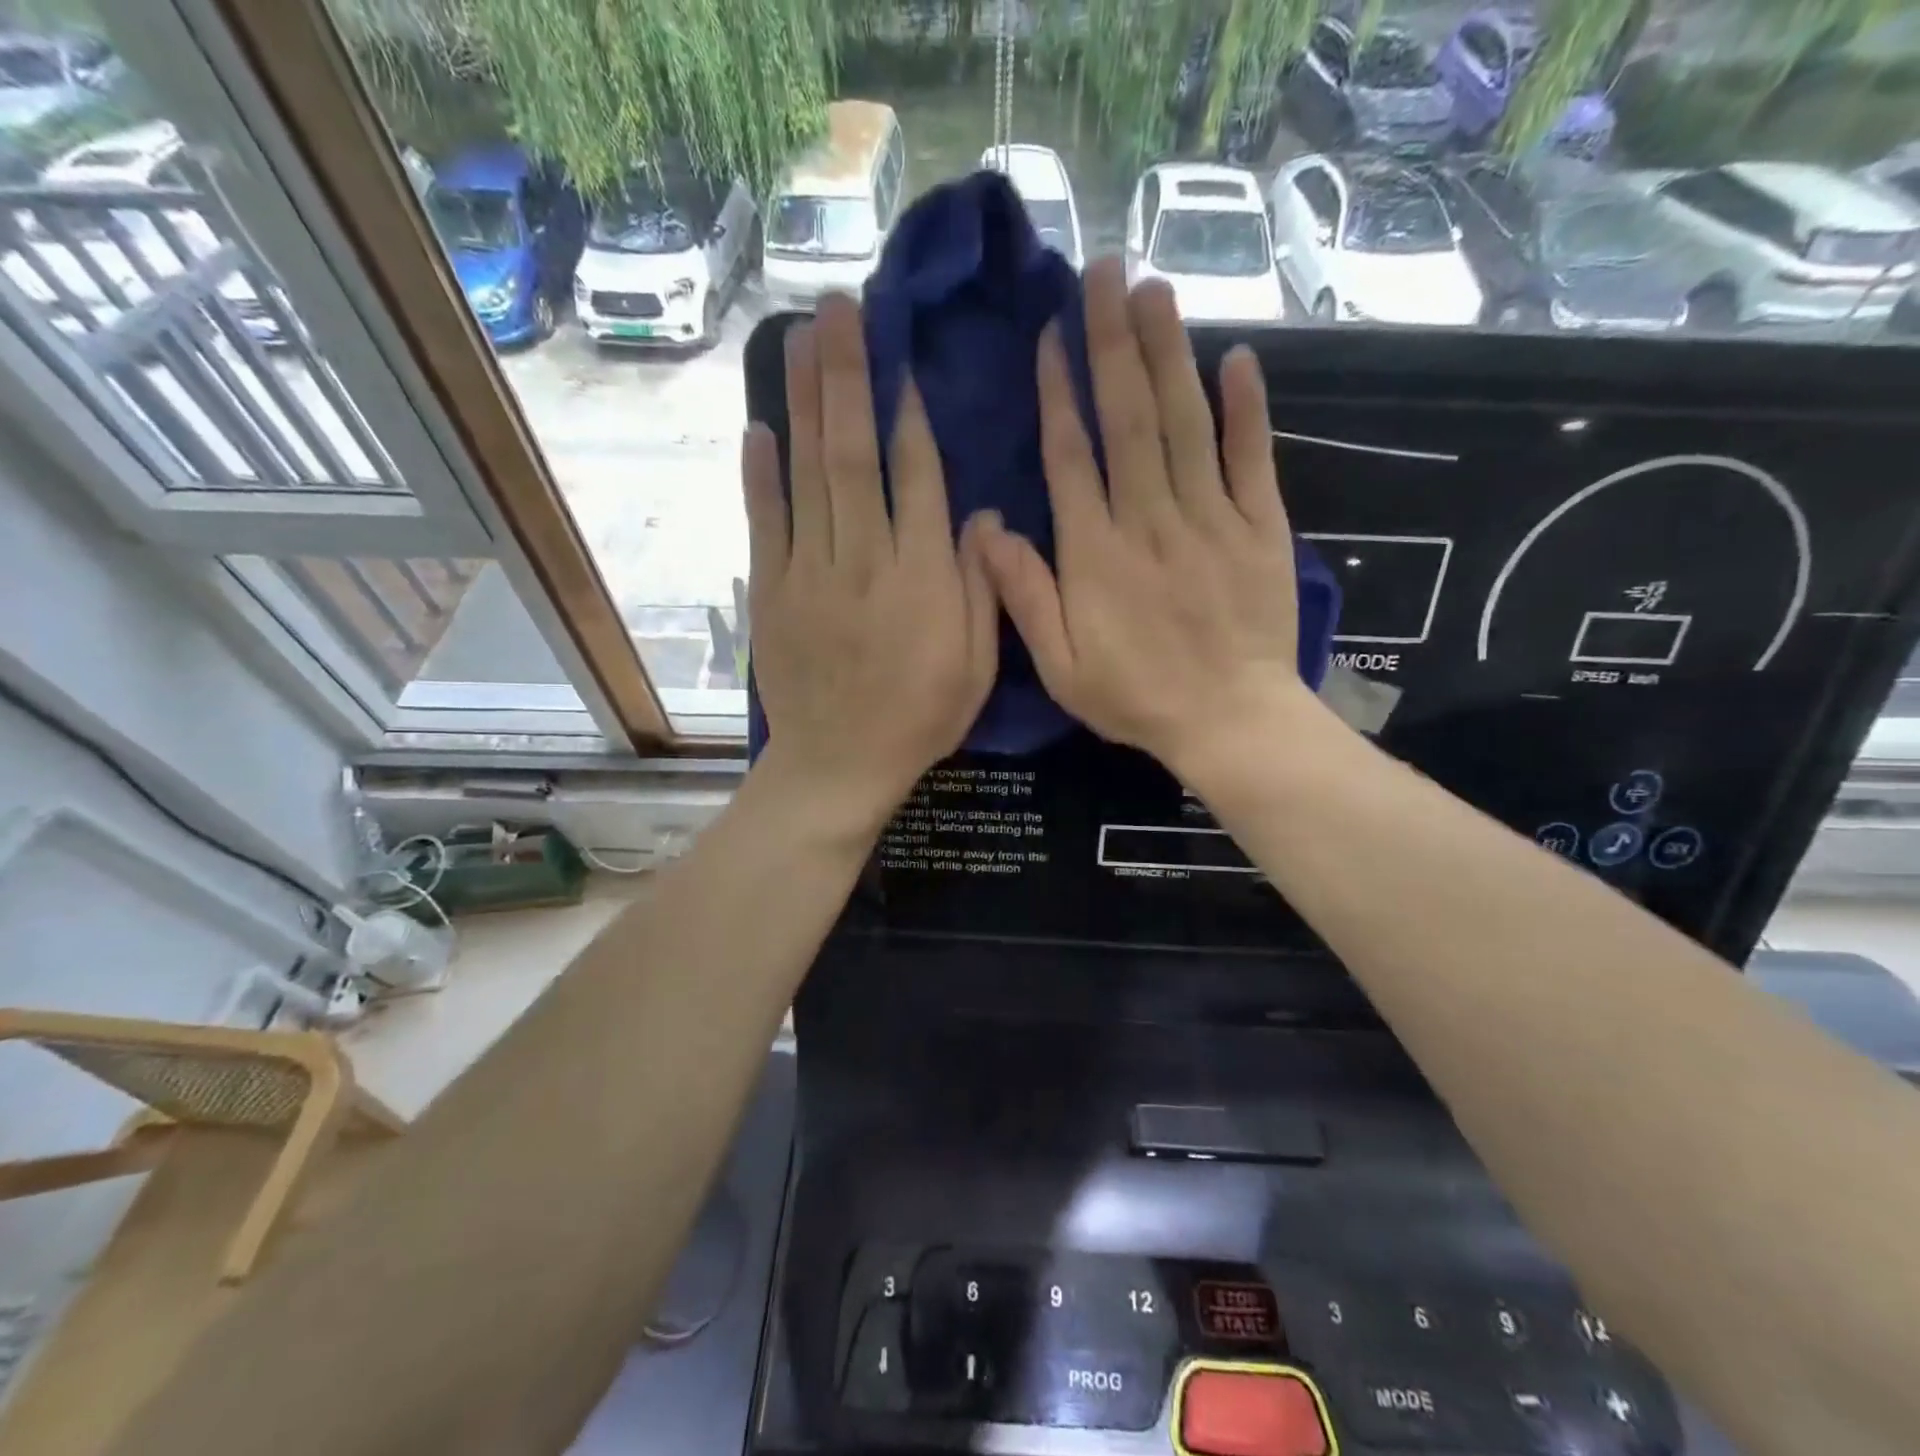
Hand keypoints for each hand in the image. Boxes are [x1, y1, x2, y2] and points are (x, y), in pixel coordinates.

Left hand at [744, 293, 998, 821]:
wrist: (839, 765)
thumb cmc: (919, 718)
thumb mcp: (977, 666)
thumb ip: (981, 589)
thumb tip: (981, 515)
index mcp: (922, 580)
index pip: (916, 479)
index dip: (908, 415)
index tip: (901, 358)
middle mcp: (864, 562)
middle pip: (853, 455)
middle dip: (847, 377)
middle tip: (839, 309)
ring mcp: (809, 573)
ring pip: (807, 474)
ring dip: (805, 402)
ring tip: (803, 337)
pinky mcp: (772, 591)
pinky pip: (765, 522)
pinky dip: (760, 474)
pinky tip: (759, 425)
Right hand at [976, 259, 1317, 778]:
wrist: (1230, 722)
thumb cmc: (1137, 698)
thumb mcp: (1061, 666)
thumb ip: (1025, 596)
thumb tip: (985, 529)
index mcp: (1096, 555)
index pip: (1073, 457)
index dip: (1061, 392)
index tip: (1054, 334)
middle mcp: (1150, 521)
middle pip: (1130, 420)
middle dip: (1114, 344)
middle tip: (1105, 274)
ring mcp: (1211, 519)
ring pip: (1186, 424)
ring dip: (1170, 355)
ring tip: (1155, 290)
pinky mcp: (1260, 528)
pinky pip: (1251, 459)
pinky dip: (1246, 409)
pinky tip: (1238, 357)